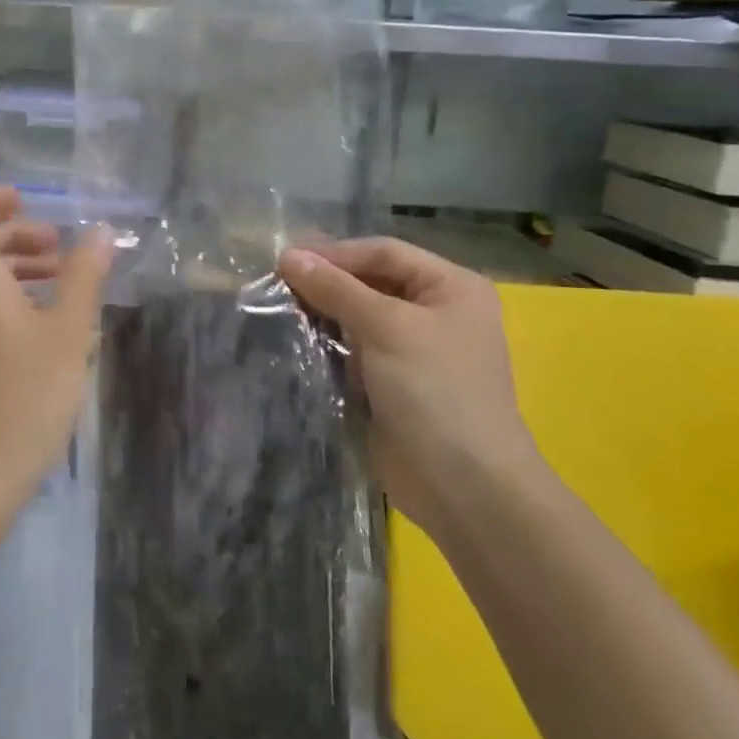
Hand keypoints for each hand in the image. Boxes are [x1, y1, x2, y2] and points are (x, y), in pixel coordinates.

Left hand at [0, 187, 112, 520]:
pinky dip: (6, 299)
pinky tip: (44, 326)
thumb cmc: (23, 397)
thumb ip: (84, 276)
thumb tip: (101, 231)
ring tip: (60, 281)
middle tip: (58, 246)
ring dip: (14, 267)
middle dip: (14, 234)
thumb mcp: (68, 332)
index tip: (27, 201)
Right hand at [279, 237, 541, 531]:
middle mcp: (435, 312)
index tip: (284, 259)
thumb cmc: (435, 391)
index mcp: (451, 287)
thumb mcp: (386, 327)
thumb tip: (288, 255)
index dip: (335, 253)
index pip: (384, 252)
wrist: (464, 487)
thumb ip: (336, 288)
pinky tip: (294, 342)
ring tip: (277, 309)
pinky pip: (353, 352)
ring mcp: (414, 351)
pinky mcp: (392, 384)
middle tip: (275, 283)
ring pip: (358, 318)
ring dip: (322, 314)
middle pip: (371, 282)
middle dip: (326, 283)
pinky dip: (326, 346)